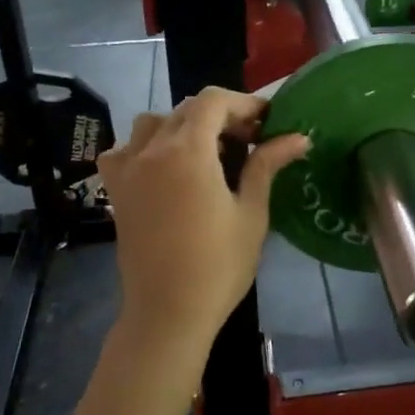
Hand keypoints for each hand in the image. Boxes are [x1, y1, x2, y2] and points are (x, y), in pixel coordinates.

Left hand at [98, 88, 307, 361]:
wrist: (167, 312)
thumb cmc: (218, 265)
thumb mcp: (251, 213)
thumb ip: (267, 165)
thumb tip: (299, 137)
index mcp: (188, 151)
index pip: (213, 101)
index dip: (243, 103)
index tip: (268, 120)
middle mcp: (152, 149)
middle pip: (187, 109)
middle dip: (221, 115)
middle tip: (250, 139)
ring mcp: (127, 169)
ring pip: (154, 123)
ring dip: (184, 126)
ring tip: (208, 153)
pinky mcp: (116, 190)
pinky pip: (125, 149)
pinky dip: (146, 146)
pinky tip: (165, 167)